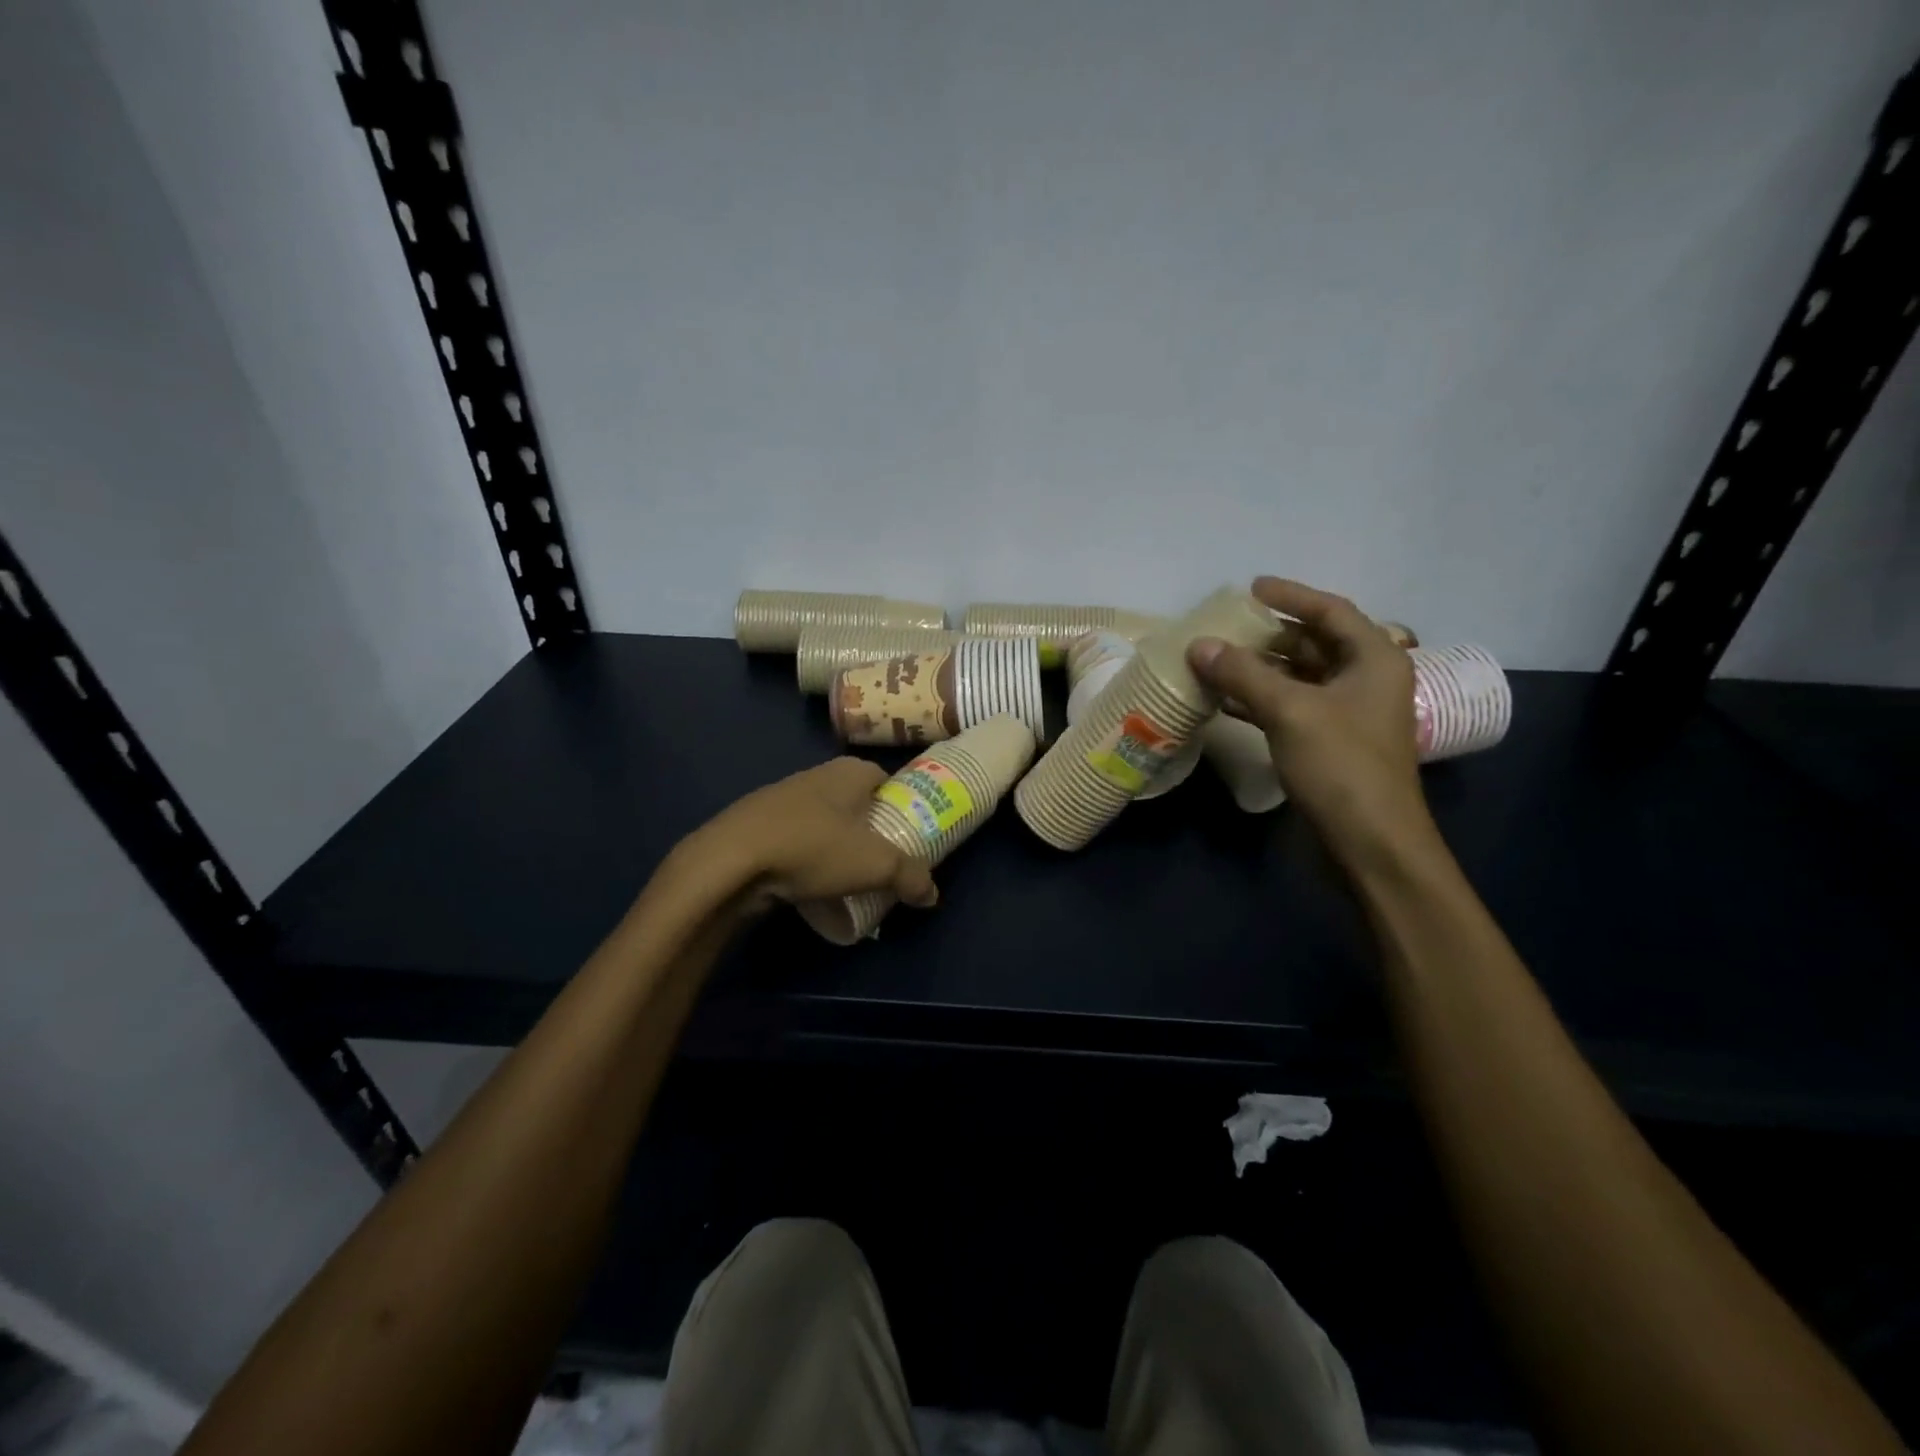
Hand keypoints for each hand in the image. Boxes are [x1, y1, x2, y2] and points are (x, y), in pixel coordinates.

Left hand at [684, 757, 938, 911]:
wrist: (730, 860)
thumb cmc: (813, 848)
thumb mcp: (876, 865)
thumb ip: (911, 877)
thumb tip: (932, 895)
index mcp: (849, 772)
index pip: (886, 779)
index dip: (901, 805)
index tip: (908, 834)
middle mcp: (816, 776)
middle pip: (855, 801)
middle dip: (869, 828)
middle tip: (882, 861)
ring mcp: (781, 797)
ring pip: (823, 820)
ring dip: (836, 844)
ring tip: (847, 878)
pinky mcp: (755, 823)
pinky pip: (794, 838)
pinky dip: (805, 856)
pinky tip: (807, 883)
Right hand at [1189, 577, 1434, 868]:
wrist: (1370, 843)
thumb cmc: (1342, 766)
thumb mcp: (1290, 711)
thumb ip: (1244, 674)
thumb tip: (1198, 645)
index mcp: (1374, 660)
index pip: (1331, 611)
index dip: (1291, 595)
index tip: (1251, 587)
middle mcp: (1364, 680)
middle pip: (1313, 644)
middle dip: (1269, 635)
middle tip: (1226, 629)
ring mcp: (1347, 714)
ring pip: (1298, 678)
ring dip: (1259, 670)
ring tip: (1215, 662)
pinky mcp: (1328, 743)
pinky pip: (1290, 707)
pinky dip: (1259, 700)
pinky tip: (1224, 701)